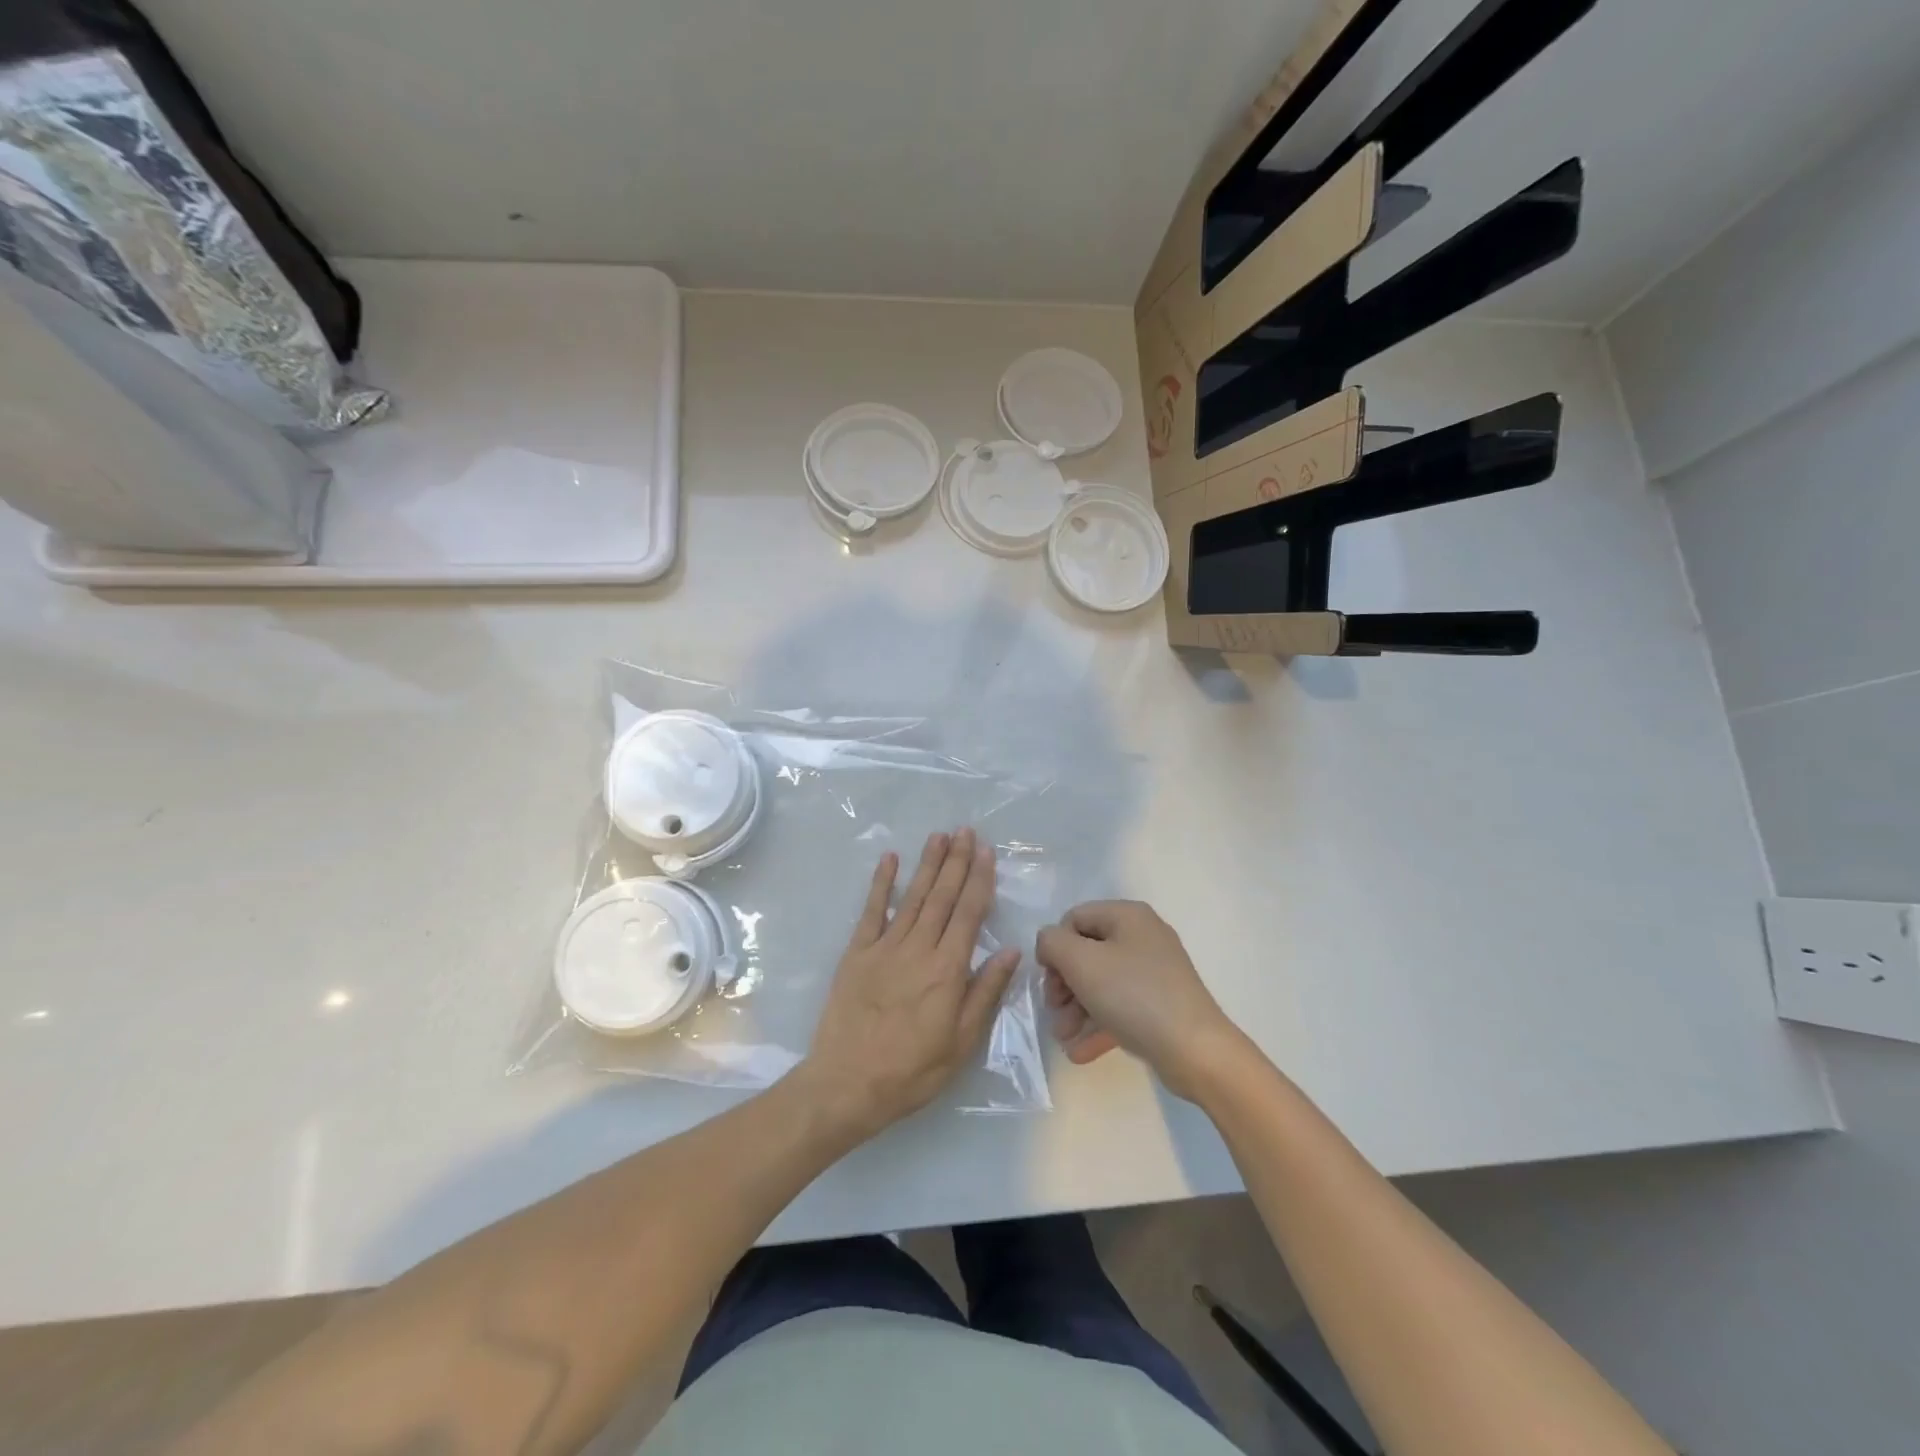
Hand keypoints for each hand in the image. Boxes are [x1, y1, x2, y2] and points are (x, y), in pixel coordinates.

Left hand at [796, 828, 1021, 1141]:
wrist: (847, 1084)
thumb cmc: (912, 1070)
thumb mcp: (962, 1042)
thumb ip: (985, 992)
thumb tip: (1010, 951)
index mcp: (947, 970)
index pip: (968, 914)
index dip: (979, 880)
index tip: (986, 852)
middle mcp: (918, 949)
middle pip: (942, 896)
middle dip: (956, 861)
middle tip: (966, 831)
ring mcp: (884, 947)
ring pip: (912, 896)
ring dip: (927, 864)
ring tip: (939, 836)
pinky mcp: (857, 953)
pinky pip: (871, 911)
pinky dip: (880, 883)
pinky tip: (890, 859)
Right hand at [1036, 900, 1239, 1100]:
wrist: (1195, 1050)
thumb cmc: (1133, 996)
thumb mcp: (1081, 962)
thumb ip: (1053, 943)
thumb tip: (1049, 943)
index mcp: (1127, 916)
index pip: (1074, 919)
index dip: (1055, 947)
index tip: (1048, 980)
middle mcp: (1142, 937)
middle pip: (1086, 952)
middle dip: (1064, 985)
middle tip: (1054, 1011)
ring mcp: (1154, 972)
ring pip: (1101, 983)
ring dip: (1076, 1010)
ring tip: (1064, 1038)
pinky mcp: (1160, 1004)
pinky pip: (1119, 1007)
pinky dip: (1098, 1024)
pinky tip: (1079, 1052)